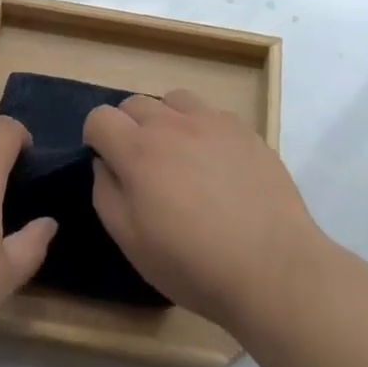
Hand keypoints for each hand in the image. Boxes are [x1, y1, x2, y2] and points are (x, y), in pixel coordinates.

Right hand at [84, 90, 325, 332]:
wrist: (272, 266)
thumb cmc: (193, 264)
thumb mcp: (132, 242)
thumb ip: (106, 194)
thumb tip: (104, 164)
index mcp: (138, 151)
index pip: (100, 117)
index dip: (96, 138)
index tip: (107, 163)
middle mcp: (172, 124)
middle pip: (135, 103)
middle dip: (128, 127)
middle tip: (142, 166)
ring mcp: (212, 121)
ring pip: (174, 100)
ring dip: (166, 120)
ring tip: (179, 156)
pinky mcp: (244, 129)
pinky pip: (211, 113)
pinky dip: (202, 129)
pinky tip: (216, 164)